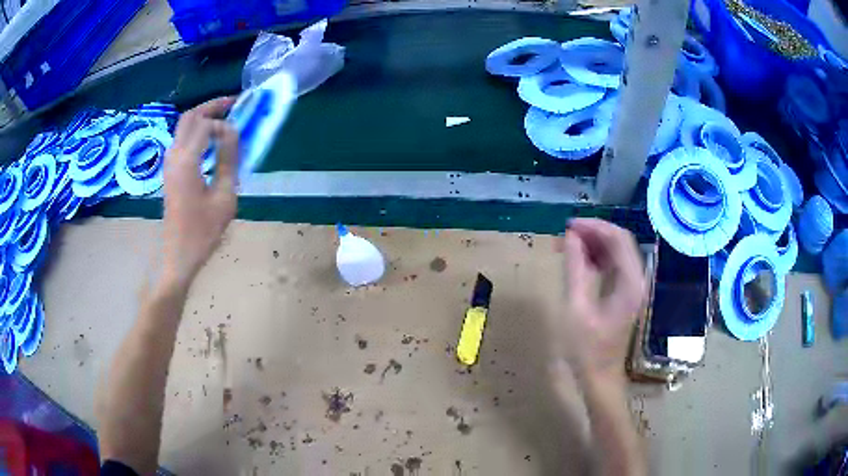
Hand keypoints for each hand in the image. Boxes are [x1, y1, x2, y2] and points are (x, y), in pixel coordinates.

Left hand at [161, 97, 238, 289]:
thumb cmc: (202, 231)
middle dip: (211, 106)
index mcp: (186, 160)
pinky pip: (182, 140)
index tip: (240, 135)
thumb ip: (229, 160)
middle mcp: (174, 155)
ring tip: (225, 119)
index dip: (224, 124)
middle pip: (189, 116)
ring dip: (203, 117)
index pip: (205, 124)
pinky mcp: (170, 171)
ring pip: (183, 126)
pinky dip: (197, 132)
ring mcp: (169, 163)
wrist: (178, 254)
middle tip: (234, 104)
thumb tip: (233, 132)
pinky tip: (211, 141)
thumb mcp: (224, 197)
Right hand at [555, 218, 645, 380]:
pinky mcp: (625, 294)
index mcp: (631, 282)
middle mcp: (637, 279)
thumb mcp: (576, 309)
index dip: (594, 226)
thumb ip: (575, 269)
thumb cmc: (587, 350)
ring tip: (566, 246)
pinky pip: (612, 266)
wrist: (600, 379)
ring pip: (615, 253)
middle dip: (592, 233)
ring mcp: (633, 287)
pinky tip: (578, 262)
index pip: (618, 238)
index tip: (568, 226)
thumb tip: (569, 237)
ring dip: (593, 245)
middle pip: (619, 242)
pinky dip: (596, 259)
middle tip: (564, 235)